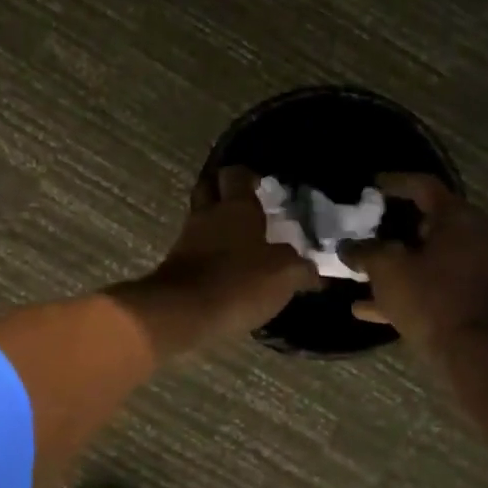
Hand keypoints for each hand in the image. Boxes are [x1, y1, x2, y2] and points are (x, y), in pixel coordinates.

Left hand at [108, 167, 317, 358]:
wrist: (182, 313)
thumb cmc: (238, 282)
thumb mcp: (284, 275)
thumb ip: (300, 268)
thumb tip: (311, 271)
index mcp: (235, 207)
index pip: (236, 174)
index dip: (247, 175)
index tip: (260, 183)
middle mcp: (207, 216)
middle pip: (208, 190)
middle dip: (223, 193)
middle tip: (245, 207)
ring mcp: (186, 241)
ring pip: (201, 223)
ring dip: (216, 228)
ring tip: (240, 244)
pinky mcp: (175, 268)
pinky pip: (195, 252)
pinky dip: (208, 256)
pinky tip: (225, 271)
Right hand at [346, 175, 487, 351]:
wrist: (478, 355)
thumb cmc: (432, 300)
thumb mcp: (387, 270)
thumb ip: (364, 252)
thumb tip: (348, 247)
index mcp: (460, 219)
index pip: (424, 187)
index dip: (394, 183)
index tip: (371, 186)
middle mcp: (478, 238)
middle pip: (430, 223)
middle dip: (394, 229)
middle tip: (366, 232)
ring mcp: (482, 270)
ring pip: (432, 259)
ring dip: (399, 264)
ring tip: (363, 274)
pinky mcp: (479, 300)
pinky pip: (438, 285)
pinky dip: (410, 289)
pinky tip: (370, 309)